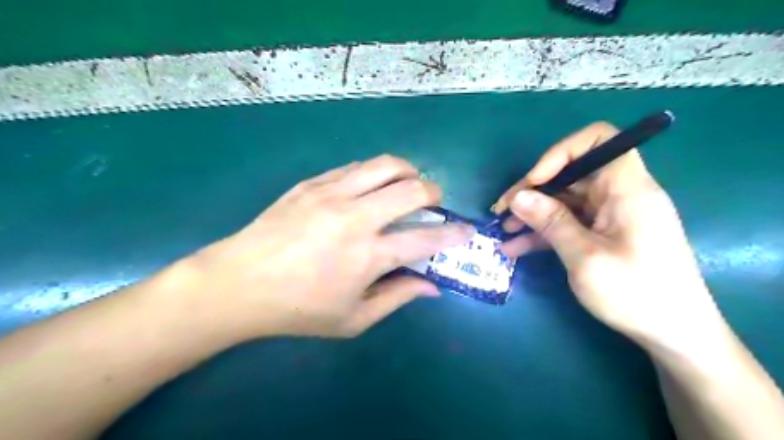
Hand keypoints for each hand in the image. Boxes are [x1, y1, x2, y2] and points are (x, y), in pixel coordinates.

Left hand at [179, 155, 471, 339]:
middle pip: (411, 188)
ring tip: (406, 183)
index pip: (426, 239)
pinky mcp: (311, 184)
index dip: (453, 234)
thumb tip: (431, 286)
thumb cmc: (298, 310)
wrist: (238, 284)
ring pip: (384, 165)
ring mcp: (331, 194)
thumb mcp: (353, 319)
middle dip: (433, 191)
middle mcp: (355, 218)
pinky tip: (369, 186)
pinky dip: (373, 173)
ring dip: (406, 171)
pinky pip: (354, 167)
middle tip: (433, 201)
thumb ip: (397, 298)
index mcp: (368, 255)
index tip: (466, 231)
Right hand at [491, 123, 724, 352]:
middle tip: (502, 211)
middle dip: (533, 190)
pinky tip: (517, 247)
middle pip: (571, 174)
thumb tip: (518, 197)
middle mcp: (619, 194)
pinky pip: (569, 223)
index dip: (561, 153)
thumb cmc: (637, 294)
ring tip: (503, 231)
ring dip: (533, 213)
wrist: (674, 335)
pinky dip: (544, 232)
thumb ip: (551, 222)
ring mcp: (610, 215)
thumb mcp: (585, 258)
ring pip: (565, 201)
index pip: (598, 140)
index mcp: (627, 189)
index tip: (535, 181)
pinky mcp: (603, 234)